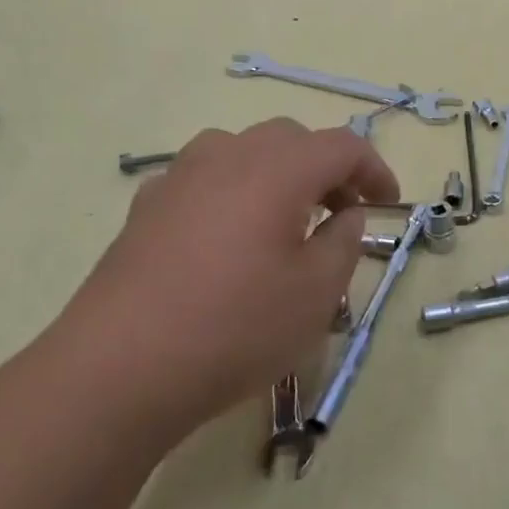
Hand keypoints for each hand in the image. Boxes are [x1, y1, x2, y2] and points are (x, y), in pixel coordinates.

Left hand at [41, 119, 397, 447]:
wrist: (120, 370)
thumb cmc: (236, 328)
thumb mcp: (317, 293)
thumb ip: (345, 242)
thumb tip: (346, 216)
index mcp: (278, 170)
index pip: (342, 145)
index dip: (374, 170)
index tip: (388, 205)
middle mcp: (227, 157)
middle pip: (291, 138)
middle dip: (327, 168)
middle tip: (342, 214)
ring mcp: (179, 178)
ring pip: (243, 150)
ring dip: (279, 172)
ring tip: (286, 219)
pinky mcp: (145, 207)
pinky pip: (204, 177)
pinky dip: (235, 190)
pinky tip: (230, 238)